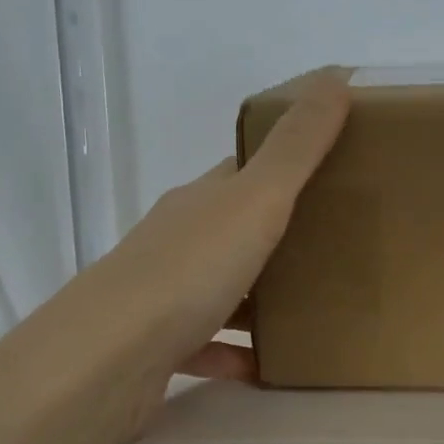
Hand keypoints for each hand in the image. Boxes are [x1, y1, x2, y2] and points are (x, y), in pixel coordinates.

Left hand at [96, 67, 350, 389]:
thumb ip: (296, 148)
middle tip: (339, 250)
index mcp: (200, 202)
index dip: (285, 167)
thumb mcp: (254, 201)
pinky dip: (238, 355)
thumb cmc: (187, 272)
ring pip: (223, 291)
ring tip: (314, 312)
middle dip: (282, 237)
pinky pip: (208, 347)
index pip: (244, 171)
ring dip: (261, 301)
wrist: (104, 360)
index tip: (333, 173)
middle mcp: (178, 242)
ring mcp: (164, 297)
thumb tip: (335, 76)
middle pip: (235, 231)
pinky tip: (269, 367)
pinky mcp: (158, 350)